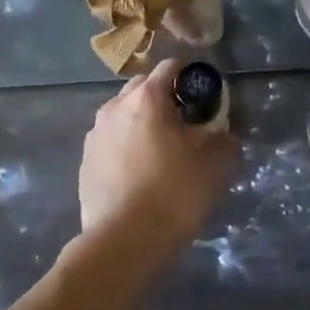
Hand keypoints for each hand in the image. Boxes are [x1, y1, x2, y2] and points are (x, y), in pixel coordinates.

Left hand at [79, 59, 238, 250]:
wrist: (124, 241)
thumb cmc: (174, 193)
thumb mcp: (216, 164)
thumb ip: (224, 138)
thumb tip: (222, 133)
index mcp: (147, 98)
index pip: (171, 67)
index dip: (192, 76)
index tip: (206, 95)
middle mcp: (115, 107)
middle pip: (143, 88)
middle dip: (164, 98)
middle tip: (186, 123)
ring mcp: (95, 135)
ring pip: (124, 115)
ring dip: (143, 122)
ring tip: (162, 150)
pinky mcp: (85, 162)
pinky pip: (112, 142)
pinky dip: (127, 147)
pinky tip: (141, 173)